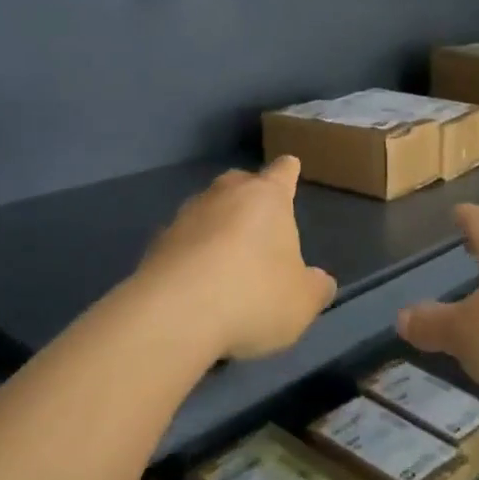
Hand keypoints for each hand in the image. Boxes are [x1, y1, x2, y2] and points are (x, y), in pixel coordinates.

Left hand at [135, 156, 336, 361]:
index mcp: (267, 197)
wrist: (175, 313)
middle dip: (249, 196)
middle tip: (258, 221)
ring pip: (208, 209)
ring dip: (217, 226)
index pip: (282, 172)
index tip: (289, 166)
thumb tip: (320, 280)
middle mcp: (225, 194)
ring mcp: (186, 215)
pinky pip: (183, 240)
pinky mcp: (157, 242)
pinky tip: (197, 282)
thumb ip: (315, 287)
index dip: (288, 171)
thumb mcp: (302, 301)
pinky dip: (192, 253)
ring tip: (226, 259)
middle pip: (240, 183)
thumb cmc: (254, 295)